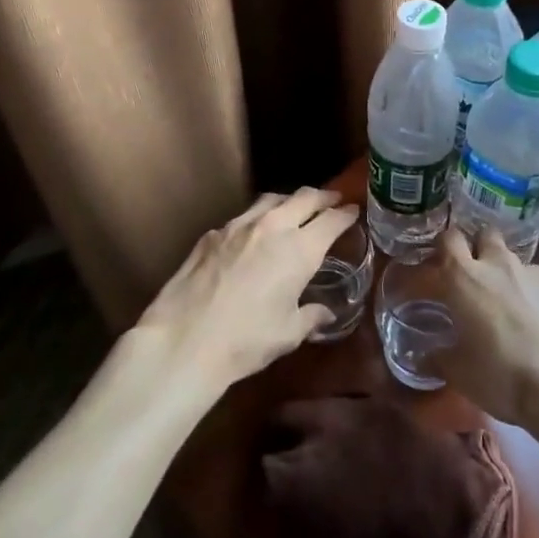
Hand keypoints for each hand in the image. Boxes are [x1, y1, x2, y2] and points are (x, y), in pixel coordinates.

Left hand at [134, 187, 356, 393]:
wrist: (185, 340)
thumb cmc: (246, 341)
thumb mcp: (288, 334)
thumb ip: (311, 316)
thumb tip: (325, 313)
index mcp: (299, 250)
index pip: (332, 219)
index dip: (346, 214)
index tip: (353, 211)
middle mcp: (272, 227)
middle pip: (304, 197)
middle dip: (323, 197)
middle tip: (332, 200)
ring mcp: (238, 226)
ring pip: (272, 199)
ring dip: (289, 201)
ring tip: (294, 209)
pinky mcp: (212, 234)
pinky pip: (243, 217)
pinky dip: (258, 218)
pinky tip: (254, 234)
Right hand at [434, 226, 538, 425]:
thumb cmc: (503, 374)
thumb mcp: (460, 375)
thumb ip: (438, 359)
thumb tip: (425, 357)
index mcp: (463, 277)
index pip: (445, 241)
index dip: (438, 252)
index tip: (434, 272)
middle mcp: (497, 264)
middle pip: (483, 234)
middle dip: (475, 248)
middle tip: (471, 277)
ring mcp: (533, 272)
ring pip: (512, 258)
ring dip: (504, 272)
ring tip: (506, 304)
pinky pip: (537, 281)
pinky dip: (531, 293)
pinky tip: (537, 321)